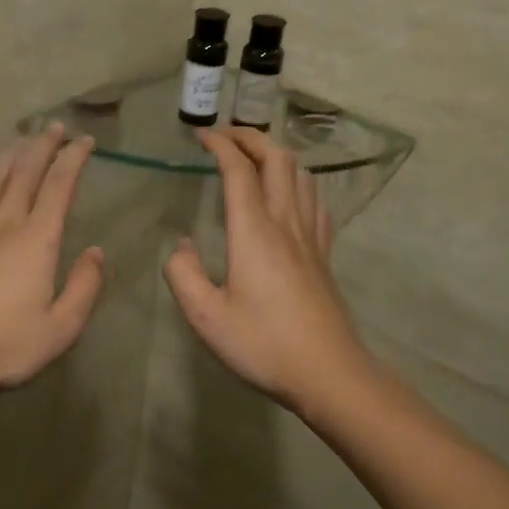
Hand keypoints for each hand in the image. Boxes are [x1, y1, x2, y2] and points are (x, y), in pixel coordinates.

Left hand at [0, 124, 105, 397]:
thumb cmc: (4, 344)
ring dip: (12, 152)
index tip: (85, 142)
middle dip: (43, 144)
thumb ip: (85, 287)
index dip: (74, 158)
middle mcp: (4, 221)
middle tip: (56, 128)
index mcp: (37, 239)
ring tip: (23, 141)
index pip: (59, 185)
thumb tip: (95, 253)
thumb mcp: (61, 328)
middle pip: (25, 169)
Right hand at [163, 128, 373, 410]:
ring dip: (277, 155)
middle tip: (226, 137)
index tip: (201, 136)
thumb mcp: (206, 317)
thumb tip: (181, 245)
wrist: (328, 372)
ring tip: (255, 156)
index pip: (239, 171)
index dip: (220, 145)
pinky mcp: (324, 254)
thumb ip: (184, 275)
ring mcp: (311, 237)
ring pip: (301, 175)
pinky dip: (299, 182)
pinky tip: (292, 193)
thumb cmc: (263, 344)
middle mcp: (285, 223)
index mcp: (254, 232)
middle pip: (277, 160)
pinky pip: (316, 201)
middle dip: (251, 138)